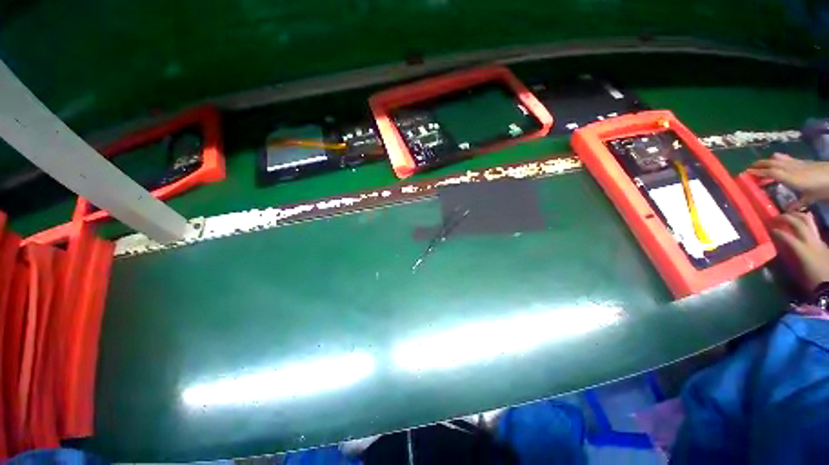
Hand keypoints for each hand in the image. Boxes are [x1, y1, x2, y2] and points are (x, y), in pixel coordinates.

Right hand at [750, 153, 828, 210]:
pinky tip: (778, 158)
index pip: (770, 173)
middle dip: (760, 165)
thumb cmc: (823, 188)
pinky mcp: (804, 162)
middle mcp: (791, 168)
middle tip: (749, 168)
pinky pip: (789, 159)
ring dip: (768, 162)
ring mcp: (798, 164)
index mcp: (790, 177)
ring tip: (760, 164)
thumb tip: (785, 211)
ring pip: (779, 160)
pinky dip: (781, 159)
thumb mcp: (811, 198)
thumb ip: (798, 203)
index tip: (745, 174)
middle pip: (773, 164)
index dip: (757, 173)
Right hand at [772, 211, 828, 291]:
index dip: (775, 232)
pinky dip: (804, 222)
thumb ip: (787, 258)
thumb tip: (776, 248)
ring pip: (807, 220)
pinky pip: (812, 227)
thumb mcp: (796, 272)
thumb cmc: (809, 281)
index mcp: (802, 249)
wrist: (828, 285)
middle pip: (798, 222)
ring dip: (796, 216)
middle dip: (785, 218)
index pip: (785, 236)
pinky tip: (799, 224)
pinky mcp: (821, 242)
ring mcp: (817, 240)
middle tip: (774, 218)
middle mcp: (810, 241)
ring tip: (787, 215)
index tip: (766, 230)